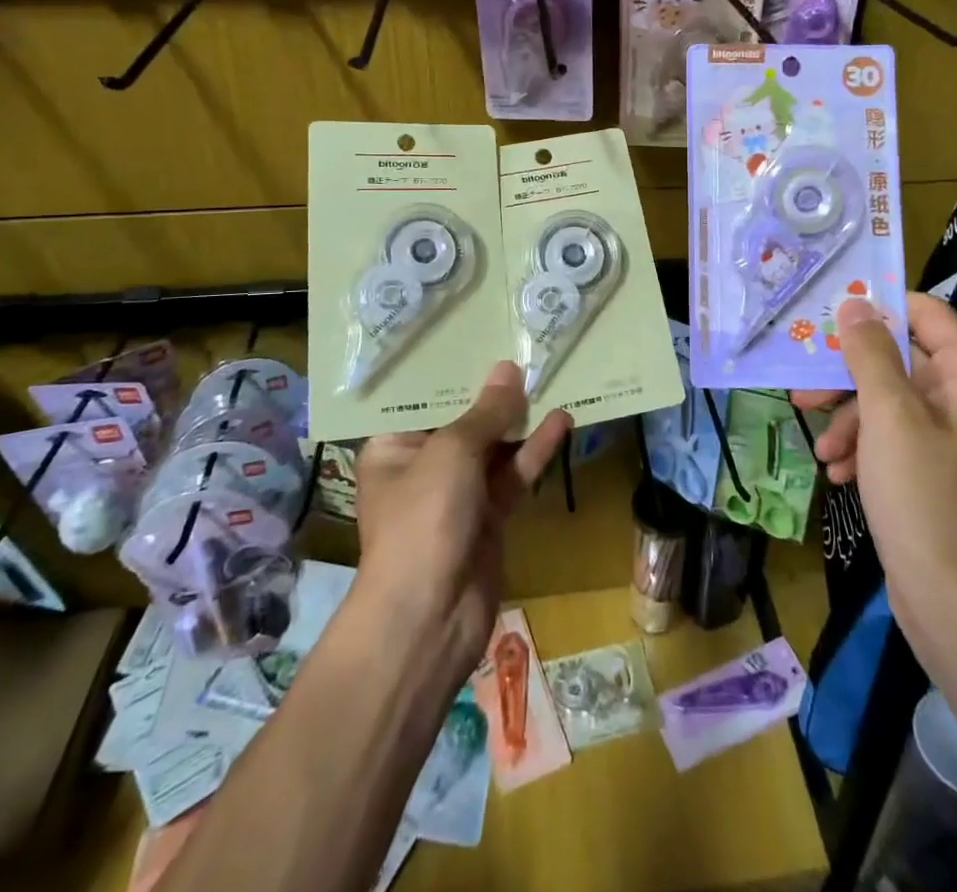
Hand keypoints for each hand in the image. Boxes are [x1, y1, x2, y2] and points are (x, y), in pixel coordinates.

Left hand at [355, 363, 570, 691]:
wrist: (429, 618)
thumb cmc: (424, 519)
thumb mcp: (453, 452)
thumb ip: (486, 411)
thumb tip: (508, 369)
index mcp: (393, 447)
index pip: (422, 399)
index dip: (453, 370)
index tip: (481, 337)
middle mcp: (423, 465)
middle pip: (463, 420)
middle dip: (494, 392)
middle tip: (526, 351)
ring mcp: (457, 493)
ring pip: (494, 446)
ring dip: (520, 419)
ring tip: (551, 378)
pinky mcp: (488, 516)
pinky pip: (512, 474)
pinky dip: (534, 451)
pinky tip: (562, 420)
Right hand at [793, 293, 956, 628]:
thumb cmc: (925, 497)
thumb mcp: (888, 416)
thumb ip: (869, 354)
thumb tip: (854, 304)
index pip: (926, 313)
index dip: (878, 308)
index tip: (829, 316)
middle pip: (900, 360)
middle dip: (848, 376)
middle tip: (804, 388)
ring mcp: (952, 439)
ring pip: (889, 402)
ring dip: (849, 419)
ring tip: (821, 449)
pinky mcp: (935, 473)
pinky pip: (893, 439)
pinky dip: (863, 448)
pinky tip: (838, 473)